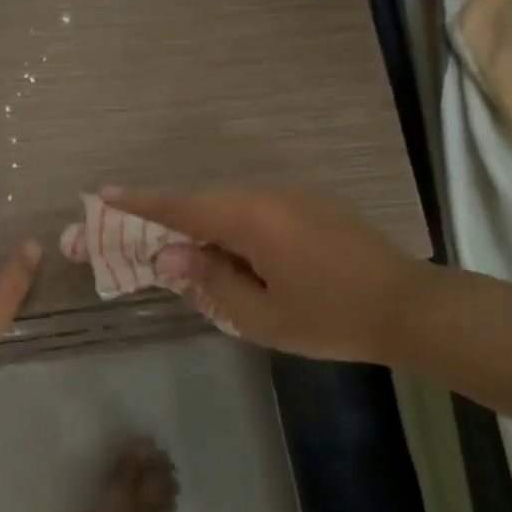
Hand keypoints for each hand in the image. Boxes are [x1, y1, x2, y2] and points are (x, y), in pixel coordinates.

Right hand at [105, 186, 426, 363]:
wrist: (409, 306)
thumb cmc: (331, 317)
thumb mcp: (261, 315)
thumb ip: (211, 281)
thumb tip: (171, 257)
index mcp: (251, 219)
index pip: (182, 207)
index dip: (140, 203)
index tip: (102, 194)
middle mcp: (267, 195)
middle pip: (202, 202)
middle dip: (167, 219)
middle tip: (140, 239)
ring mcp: (292, 196)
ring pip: (229, 205)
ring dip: (202, 225)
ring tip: (187, 257)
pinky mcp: (310, 205)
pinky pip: (254, 209)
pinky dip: (231, 226)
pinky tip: (233, 254)